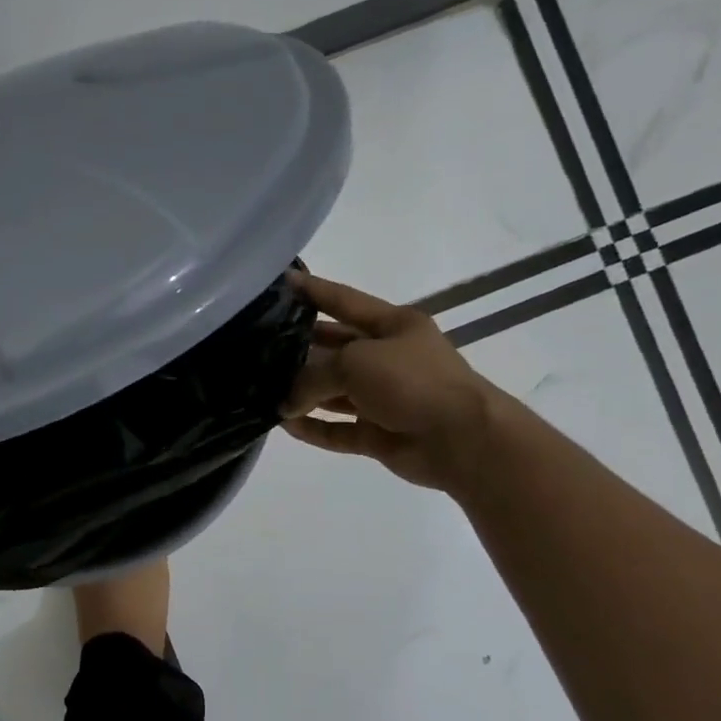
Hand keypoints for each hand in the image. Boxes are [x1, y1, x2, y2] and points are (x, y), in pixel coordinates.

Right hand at [280, 272, 505, 493]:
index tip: (281, 281)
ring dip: (302, 393)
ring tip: (262, 389)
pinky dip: (313, 427)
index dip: (313, 290)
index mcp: (394, 326)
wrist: (462, 439)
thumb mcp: (355, 362)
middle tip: (259, 347)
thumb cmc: (412, 382)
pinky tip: (283, 425)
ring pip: (333, 392)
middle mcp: (389, 358)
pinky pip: (337, 429)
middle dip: (300, 348)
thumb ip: (311, 377)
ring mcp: (384, 398)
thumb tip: (285, 403)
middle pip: (335, 349)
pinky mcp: (378, 433)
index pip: (344, 301)